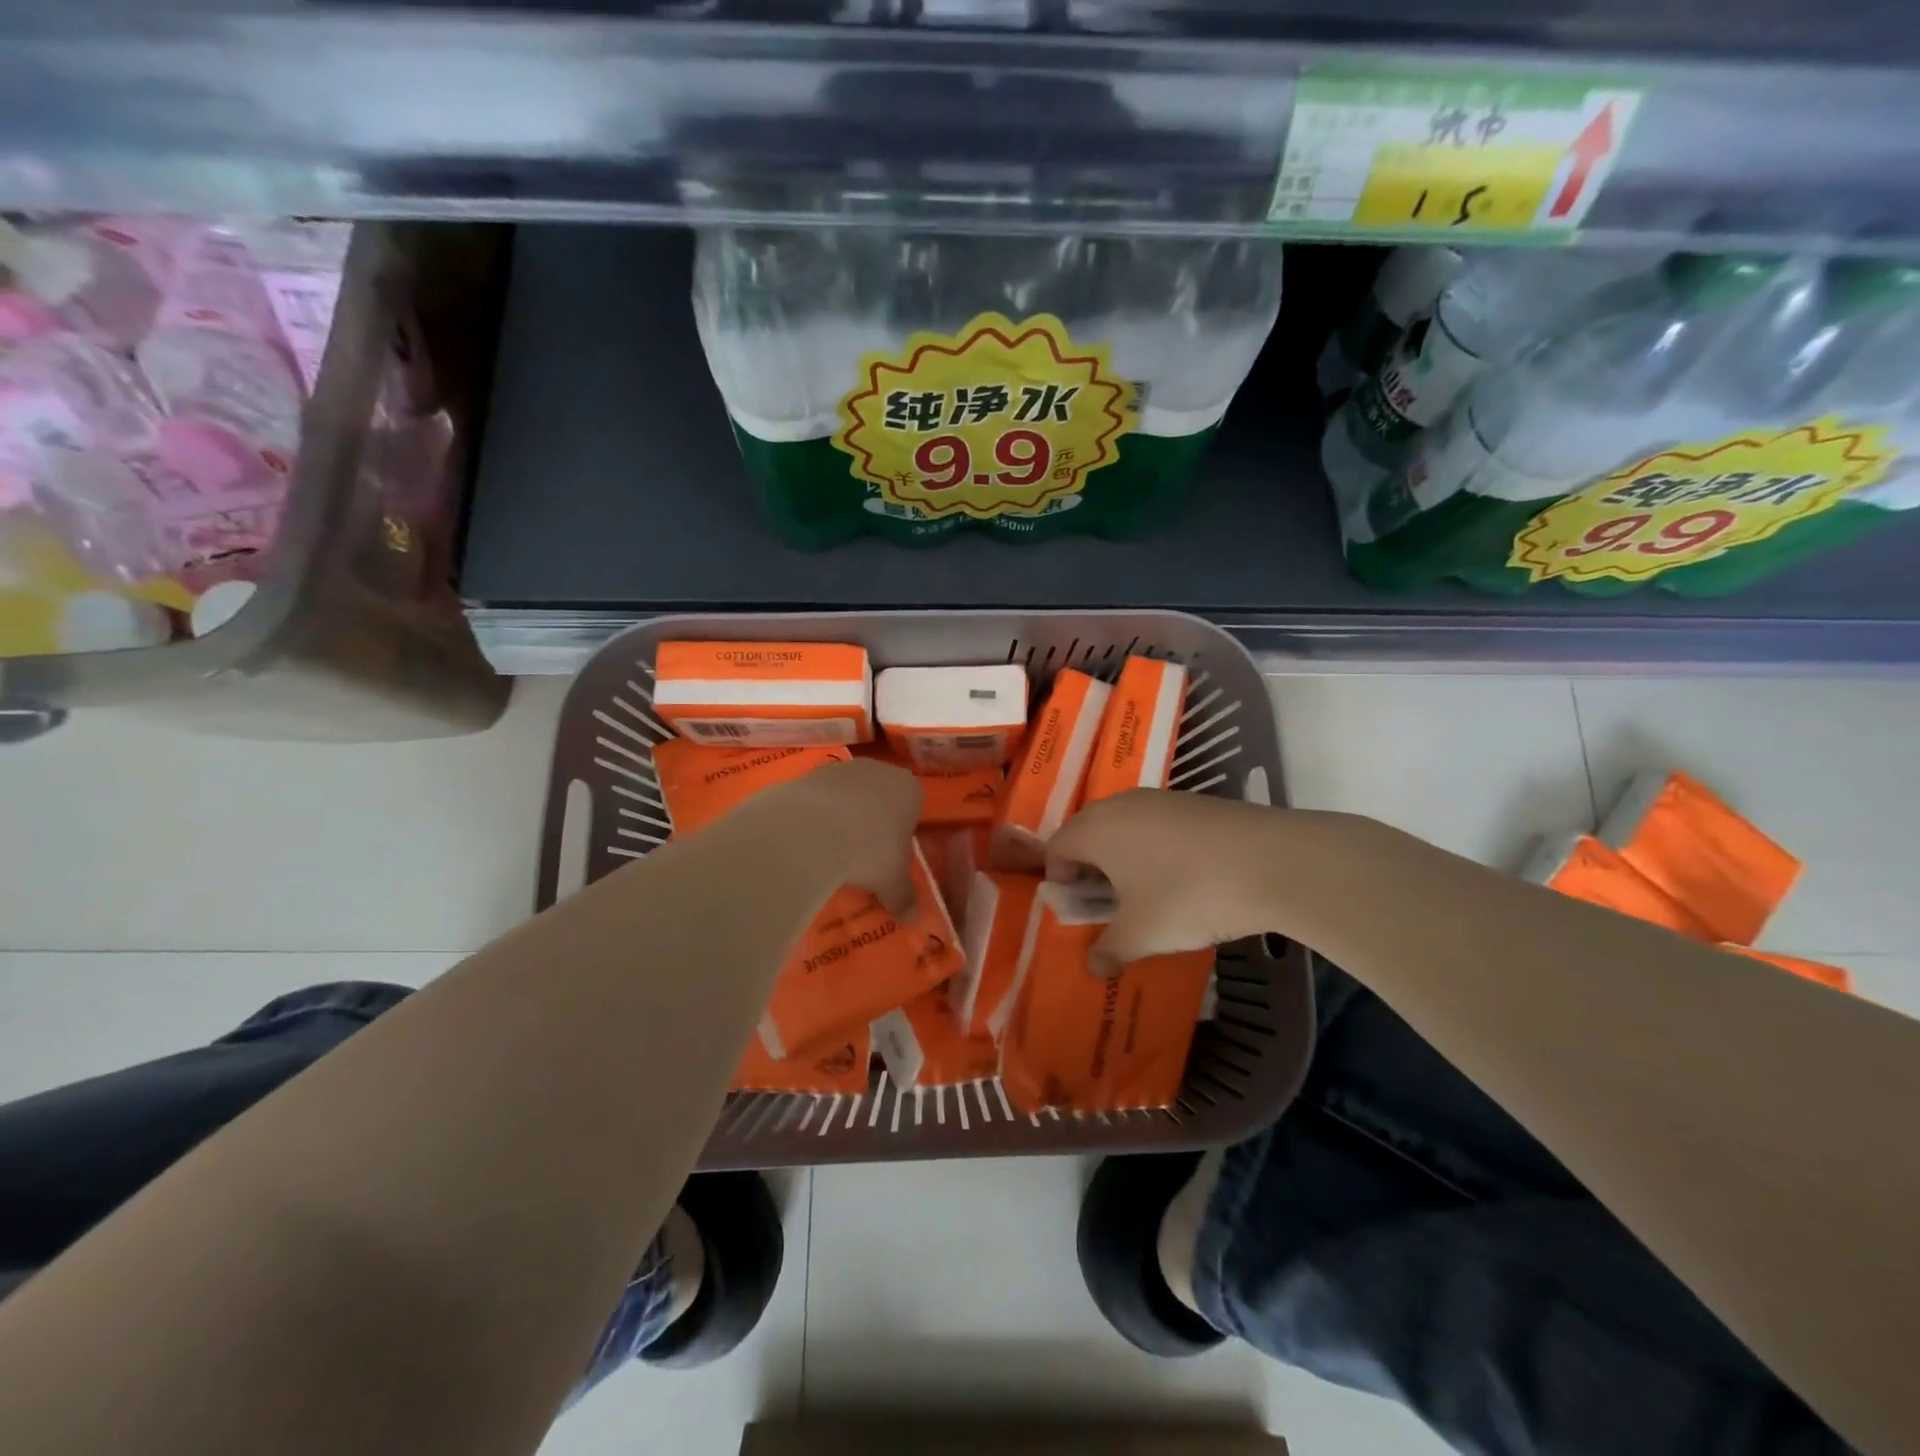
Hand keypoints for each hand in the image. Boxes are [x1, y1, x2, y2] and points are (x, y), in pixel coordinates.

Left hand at [762, 757, 921, 915]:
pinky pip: (818, 797)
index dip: (902, 832)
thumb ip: (904, 897)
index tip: (890, 856)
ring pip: (847, 795)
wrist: (812, 827)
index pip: (912, 807)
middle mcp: (879, 770)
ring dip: (841, 817)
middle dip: (871, 822)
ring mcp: (842, 769)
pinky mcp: (809, 773)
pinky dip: (815, 815)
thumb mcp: (892, 881)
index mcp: (909, 789)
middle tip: (861, 855)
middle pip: (879, 797)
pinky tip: (807, 839)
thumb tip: (914, 919)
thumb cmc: (870, 850)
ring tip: (830, 850)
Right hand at [1046, 789, 1302, 973]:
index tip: (1078, 907)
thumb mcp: (1143, 934)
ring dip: (1122, 855)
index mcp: (1096, 830)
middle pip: (1087, 830)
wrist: (1271, 862)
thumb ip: (1110, 950)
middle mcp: (1120, 805)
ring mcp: (1159, 799)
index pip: (1056, 846)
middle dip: (1088, 865)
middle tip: (1105, 900)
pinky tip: (1181, 876)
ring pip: (1123, 825)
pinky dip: (1154, 846)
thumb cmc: (1188, 896)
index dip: (1058, 878)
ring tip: (1144, 890)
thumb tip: (1094, 966)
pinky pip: (1155, 824)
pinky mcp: (1193, 802)